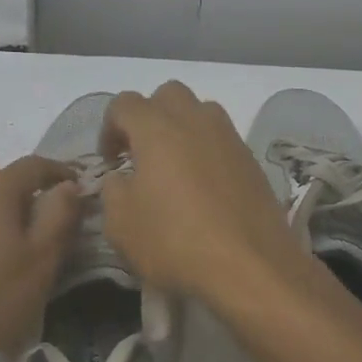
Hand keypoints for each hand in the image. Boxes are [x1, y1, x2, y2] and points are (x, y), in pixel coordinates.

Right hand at [96, 82, 311, 306]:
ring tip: (174, 167)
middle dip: (149, 116)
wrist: (250, 265)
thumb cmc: (175, 241)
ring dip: (182, 128)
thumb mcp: (121, 224)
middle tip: (141, 154)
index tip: (111, 161)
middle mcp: (196, 121)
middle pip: (168, 95)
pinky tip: (203, 188)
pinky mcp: (252, 160)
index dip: (109, 128)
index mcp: (157, 128)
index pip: (124, 104)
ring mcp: (229, 138)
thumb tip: (122, 179)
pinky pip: (223, 139)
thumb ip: (113, 191)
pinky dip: (207, 151)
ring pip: (201, 111)